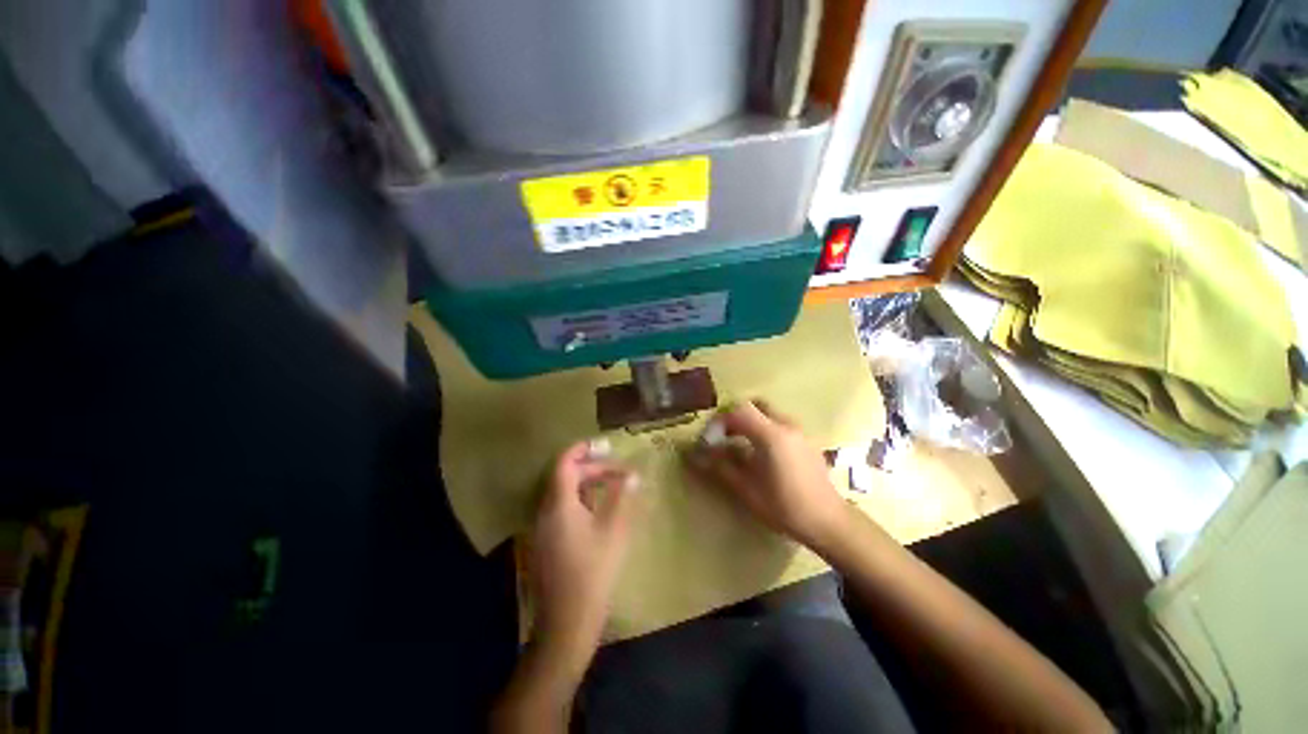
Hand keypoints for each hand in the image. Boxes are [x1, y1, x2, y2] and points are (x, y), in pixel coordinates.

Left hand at [529, 439, 639, 661]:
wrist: (567, 623)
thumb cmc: (593, 573)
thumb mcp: (613, 531)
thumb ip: (622, 498)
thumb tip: (633, 475)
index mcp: (559, 505)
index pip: (564, 464)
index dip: (581, 450)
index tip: (602, 445)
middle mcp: (545, 511)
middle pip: (565, 477)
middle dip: (592, 469)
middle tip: (619, 470)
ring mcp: (543, 528)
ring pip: (564, 493)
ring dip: (587, 484)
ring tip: (613, 484)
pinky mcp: (547, 542)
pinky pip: (562, 509)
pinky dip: (581, 500)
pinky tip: (599, 509)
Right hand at [687, 400, 850, 549]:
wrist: (828, 521)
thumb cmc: (784, 506)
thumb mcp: (747, 489)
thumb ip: (721, 467)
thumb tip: (698, 455)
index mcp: (770, 435)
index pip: (739, 410)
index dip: (720, 420)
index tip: (711, 439)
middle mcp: (786, 425)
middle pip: (755, 405)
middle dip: (737, 416)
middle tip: (725, 436)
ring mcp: (799, 431)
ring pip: (769, 413)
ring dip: (751, 422)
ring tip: (741, 446)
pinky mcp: (806, 440)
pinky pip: (780, 424)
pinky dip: (765, 429)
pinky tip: (763, 454)